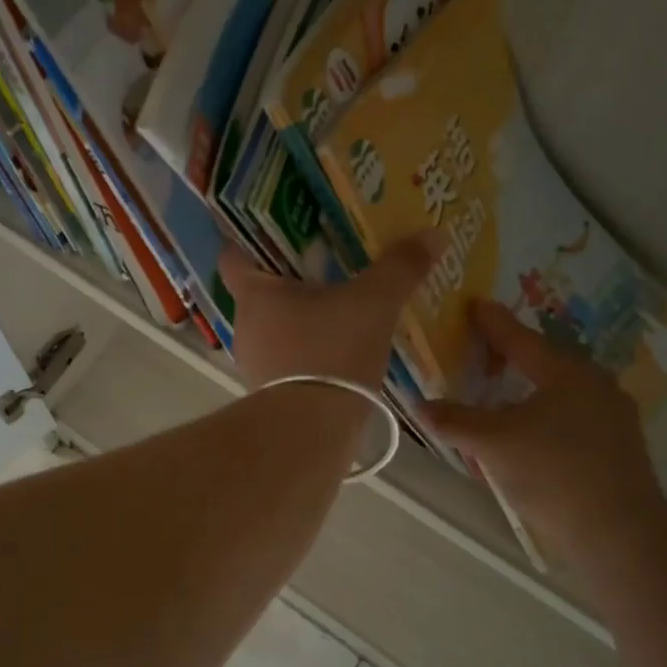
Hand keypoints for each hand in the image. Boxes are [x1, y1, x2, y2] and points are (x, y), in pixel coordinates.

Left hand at [219, 235, 438, 391]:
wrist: (313, 432)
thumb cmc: (331, 353)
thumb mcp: (374, 304)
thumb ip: (400, 268)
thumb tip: (433, 234)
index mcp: (255, 294)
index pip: (233, 256)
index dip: (249, 241)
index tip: (279, 234)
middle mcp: (245, 326)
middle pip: (259, 292)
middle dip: (290, 280)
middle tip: (327, 268)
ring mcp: (253, 363)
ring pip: (274, 329)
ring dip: (300, 320)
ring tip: (339, 312)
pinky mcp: (269, 394)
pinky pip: (287, 361)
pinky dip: (307, 353)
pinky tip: (338, 355)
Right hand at [422, 301, 666, 561]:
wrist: (620, 533)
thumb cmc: (553, 473)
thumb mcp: (493, 444)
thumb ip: (455, 421)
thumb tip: (419, 405)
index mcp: (566, 372)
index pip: (520, 339)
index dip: (492, 322)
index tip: (474, 304)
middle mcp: (595, 385)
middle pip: (543, 362)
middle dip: (510, 358)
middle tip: (481, 353)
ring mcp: (612, 417)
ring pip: (558, 393)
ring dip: (526, 392)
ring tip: (499, 398)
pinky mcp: (619, 448)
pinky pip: (571, 418)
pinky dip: (543, 417)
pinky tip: (528, 436)